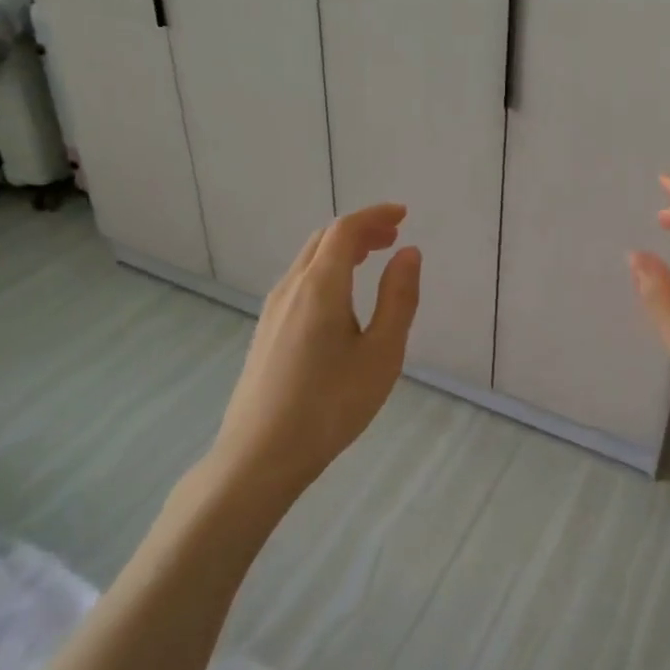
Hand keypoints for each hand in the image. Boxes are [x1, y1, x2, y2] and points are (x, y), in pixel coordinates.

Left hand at [200, 203, 421, 502]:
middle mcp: (291, 288)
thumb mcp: (381, 354)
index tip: (403, 214)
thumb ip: (398, 299)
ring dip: (342, 250)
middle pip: (324, 240)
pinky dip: (327, 271)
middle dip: (360, 230)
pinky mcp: (266, 331)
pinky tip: (342, 299)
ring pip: (309, 261)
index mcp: (320, 286)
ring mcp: (273, 310)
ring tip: (372, 260)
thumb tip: (409, 253)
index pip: (345, 230)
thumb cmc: (331, 405)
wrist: (261, 455)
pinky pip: (300, 282)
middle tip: (393, 237)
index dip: (375, 216)